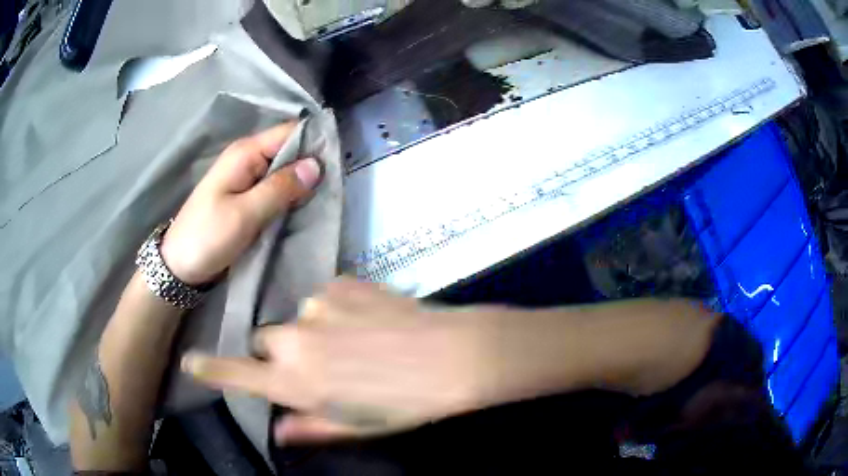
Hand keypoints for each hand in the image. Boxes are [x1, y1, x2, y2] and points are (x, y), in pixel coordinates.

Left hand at [161, 122, 321, 284]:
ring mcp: (246, 178)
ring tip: (326, 197)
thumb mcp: (245, 214)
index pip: (290, 133)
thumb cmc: (207, 237)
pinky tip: (304, 206)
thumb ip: (280, 188)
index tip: (339, 162)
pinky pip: (274, 188)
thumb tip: (317, 165)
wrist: (179, 266)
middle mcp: (247, 159)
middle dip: (311, 165)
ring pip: (283, 171)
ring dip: (302, 182)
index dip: (315, 142)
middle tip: (335, 185)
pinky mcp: (246, 197)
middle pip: (288, 150)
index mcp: (245, 153)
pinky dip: (289, 195)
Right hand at [181, 278, 494, 445]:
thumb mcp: (356, 425)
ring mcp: (315, 306)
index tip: (191, 361)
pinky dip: (338, 310)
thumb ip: (309, 426)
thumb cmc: (404, 403)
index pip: (237, 375)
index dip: (211, 369)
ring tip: (357, 343)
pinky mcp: (340, 283)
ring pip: (298, 320)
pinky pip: (325, 299)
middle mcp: (294, 341)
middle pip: (266, 342)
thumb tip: (278, 429)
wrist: (451, 356)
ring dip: (314, 331)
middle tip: (321, 365)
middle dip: (282, 354)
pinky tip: (370, 321)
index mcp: (296, 383)